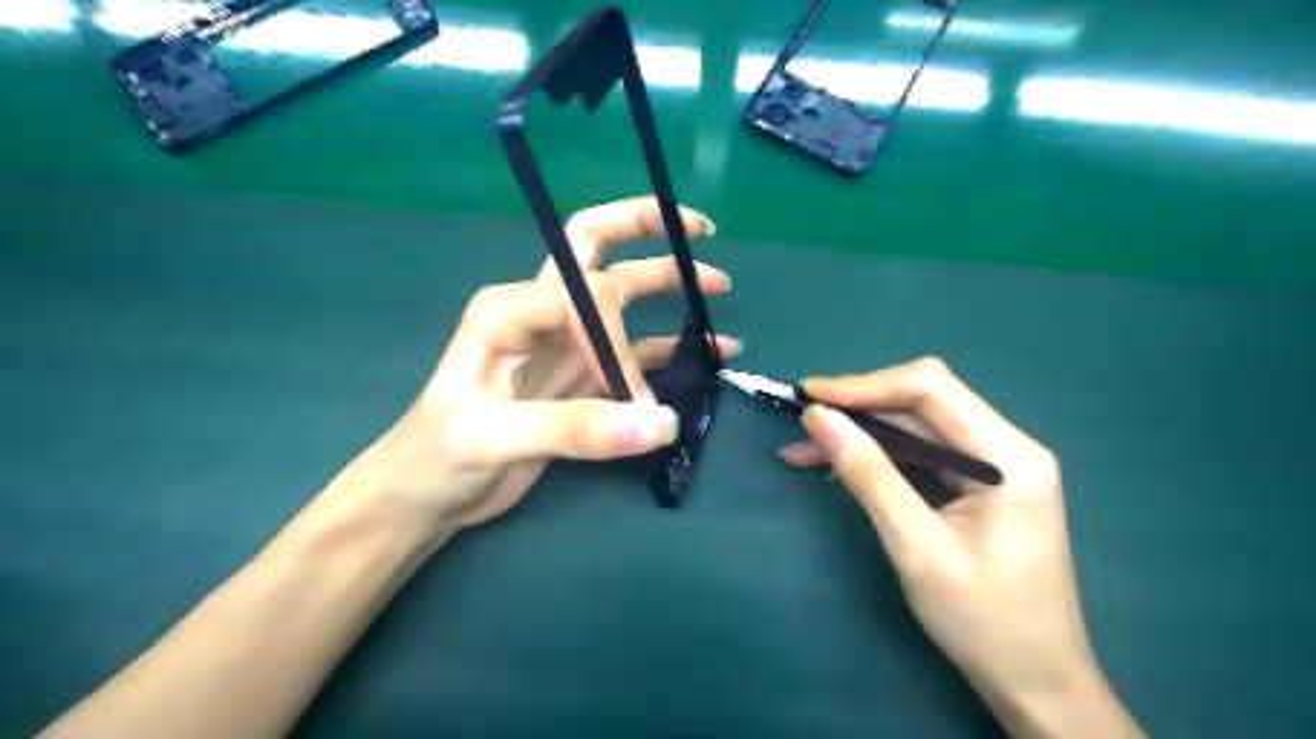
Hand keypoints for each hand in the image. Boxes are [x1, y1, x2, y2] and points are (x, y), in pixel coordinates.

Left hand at [329, 197, 739, 531]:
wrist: (424, 495)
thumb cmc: (436, 458)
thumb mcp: (491, 439)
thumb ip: (575, 429)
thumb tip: (662, 422)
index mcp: (510, 309)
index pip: (587, 297)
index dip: (619, 342)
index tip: (632, 398)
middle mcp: (539, 313)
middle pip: (595, 249)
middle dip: (645, 230)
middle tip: (699, 228)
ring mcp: (563, 344)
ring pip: (623, 297)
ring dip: (668, 284)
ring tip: (718, 287)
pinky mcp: (580, 377)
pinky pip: (635, 351)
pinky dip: (672, 347)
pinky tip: (710, 351)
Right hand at [778, 355, 1141, 732]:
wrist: (1035, 683)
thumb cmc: (983, 619)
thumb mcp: (915, 545)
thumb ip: (867, 474)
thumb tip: (818, 417)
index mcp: (1008, 455)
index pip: (930, 388)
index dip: (865, 385)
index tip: (810, 396)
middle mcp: (1006, 447)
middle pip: (922, 403)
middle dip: (858, 408)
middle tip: (804, 424)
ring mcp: (994, 466)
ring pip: (916, 428)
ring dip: (862, 434)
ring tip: (805, 450)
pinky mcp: (979, 486)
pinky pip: (922, 455)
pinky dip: (879, 457)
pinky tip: (839, 467)